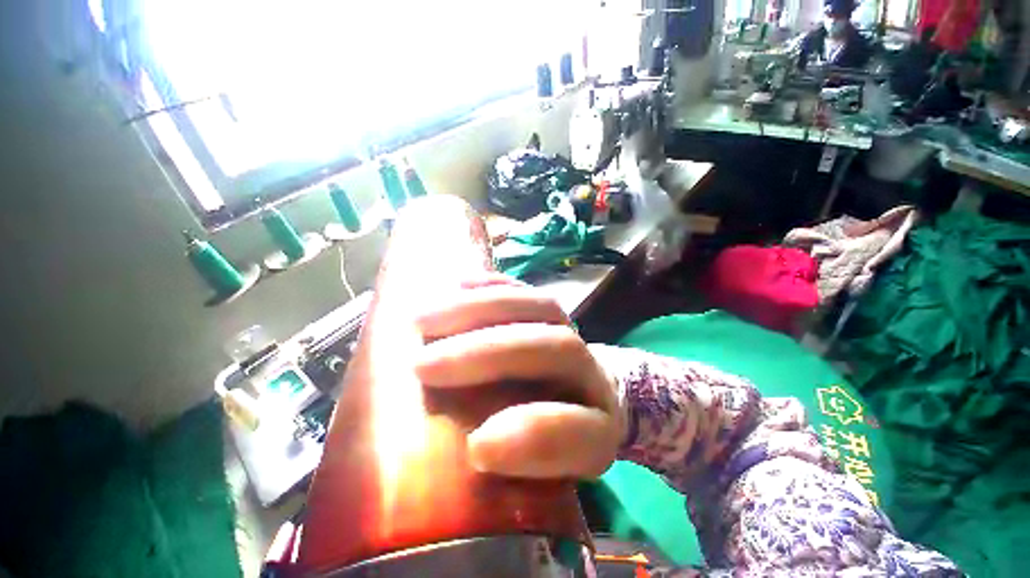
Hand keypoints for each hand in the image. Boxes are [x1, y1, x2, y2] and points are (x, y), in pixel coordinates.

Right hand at [414, 275, 623, 479]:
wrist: (589, 401)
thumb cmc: (558, 443)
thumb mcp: (545, 474)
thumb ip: (521, 470)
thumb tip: (473, 452)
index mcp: (599, 431)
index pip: (581, 433)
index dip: (534, 435)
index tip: (475, 447)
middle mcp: (592, 374)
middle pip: (555, 349)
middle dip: (487, 354)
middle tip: (422, 365)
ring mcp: (573, 332)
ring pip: (540, 307)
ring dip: (480, 309)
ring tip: (425, 320)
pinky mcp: (552, 310)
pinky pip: (528, 289)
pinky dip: (493, 285)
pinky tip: (458, 283)